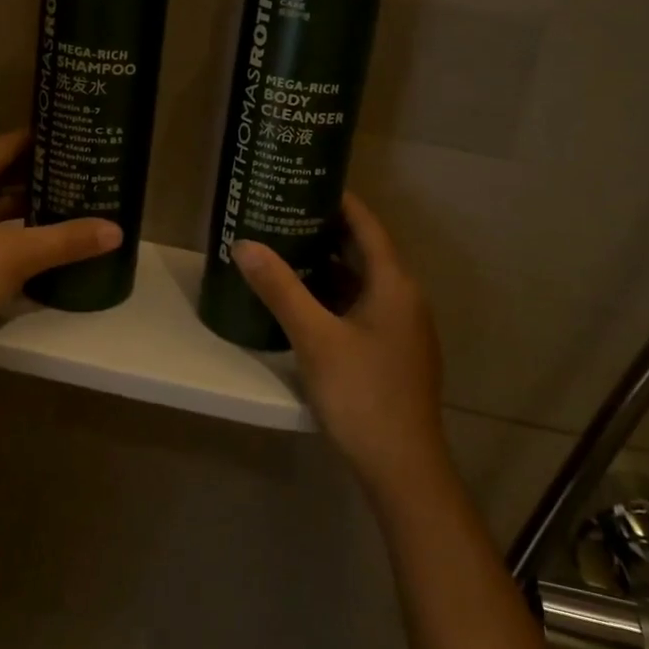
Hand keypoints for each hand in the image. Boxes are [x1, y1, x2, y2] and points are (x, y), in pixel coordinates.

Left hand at [0, 130, 120, 359]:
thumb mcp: (18, 256)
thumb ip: (68, 240)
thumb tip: (117, 230)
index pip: (9, 144)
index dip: (42, 139)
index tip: (77, 137)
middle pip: (3, 171)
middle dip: (41, 173)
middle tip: (83, 169)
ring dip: (29, 202)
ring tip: (72, 199)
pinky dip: (15, 227)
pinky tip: (44, 236)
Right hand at [232, 193, 450, 504]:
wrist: (403, 468)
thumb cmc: (362, 393)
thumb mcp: (315, 337)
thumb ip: (280, 288)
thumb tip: (245, 244)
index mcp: (394, 284)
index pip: (367, 224)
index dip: (339, 200)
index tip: (305, 180)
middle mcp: (404, 297)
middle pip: (365, 250)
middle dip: (327, 230)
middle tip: (285, 212)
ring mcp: (401, 327)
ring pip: (362, 281)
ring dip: (329, 264)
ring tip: (286, 248)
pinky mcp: (393, 351)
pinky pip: (362, 306)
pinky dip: (335, 294)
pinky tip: (304, 299)